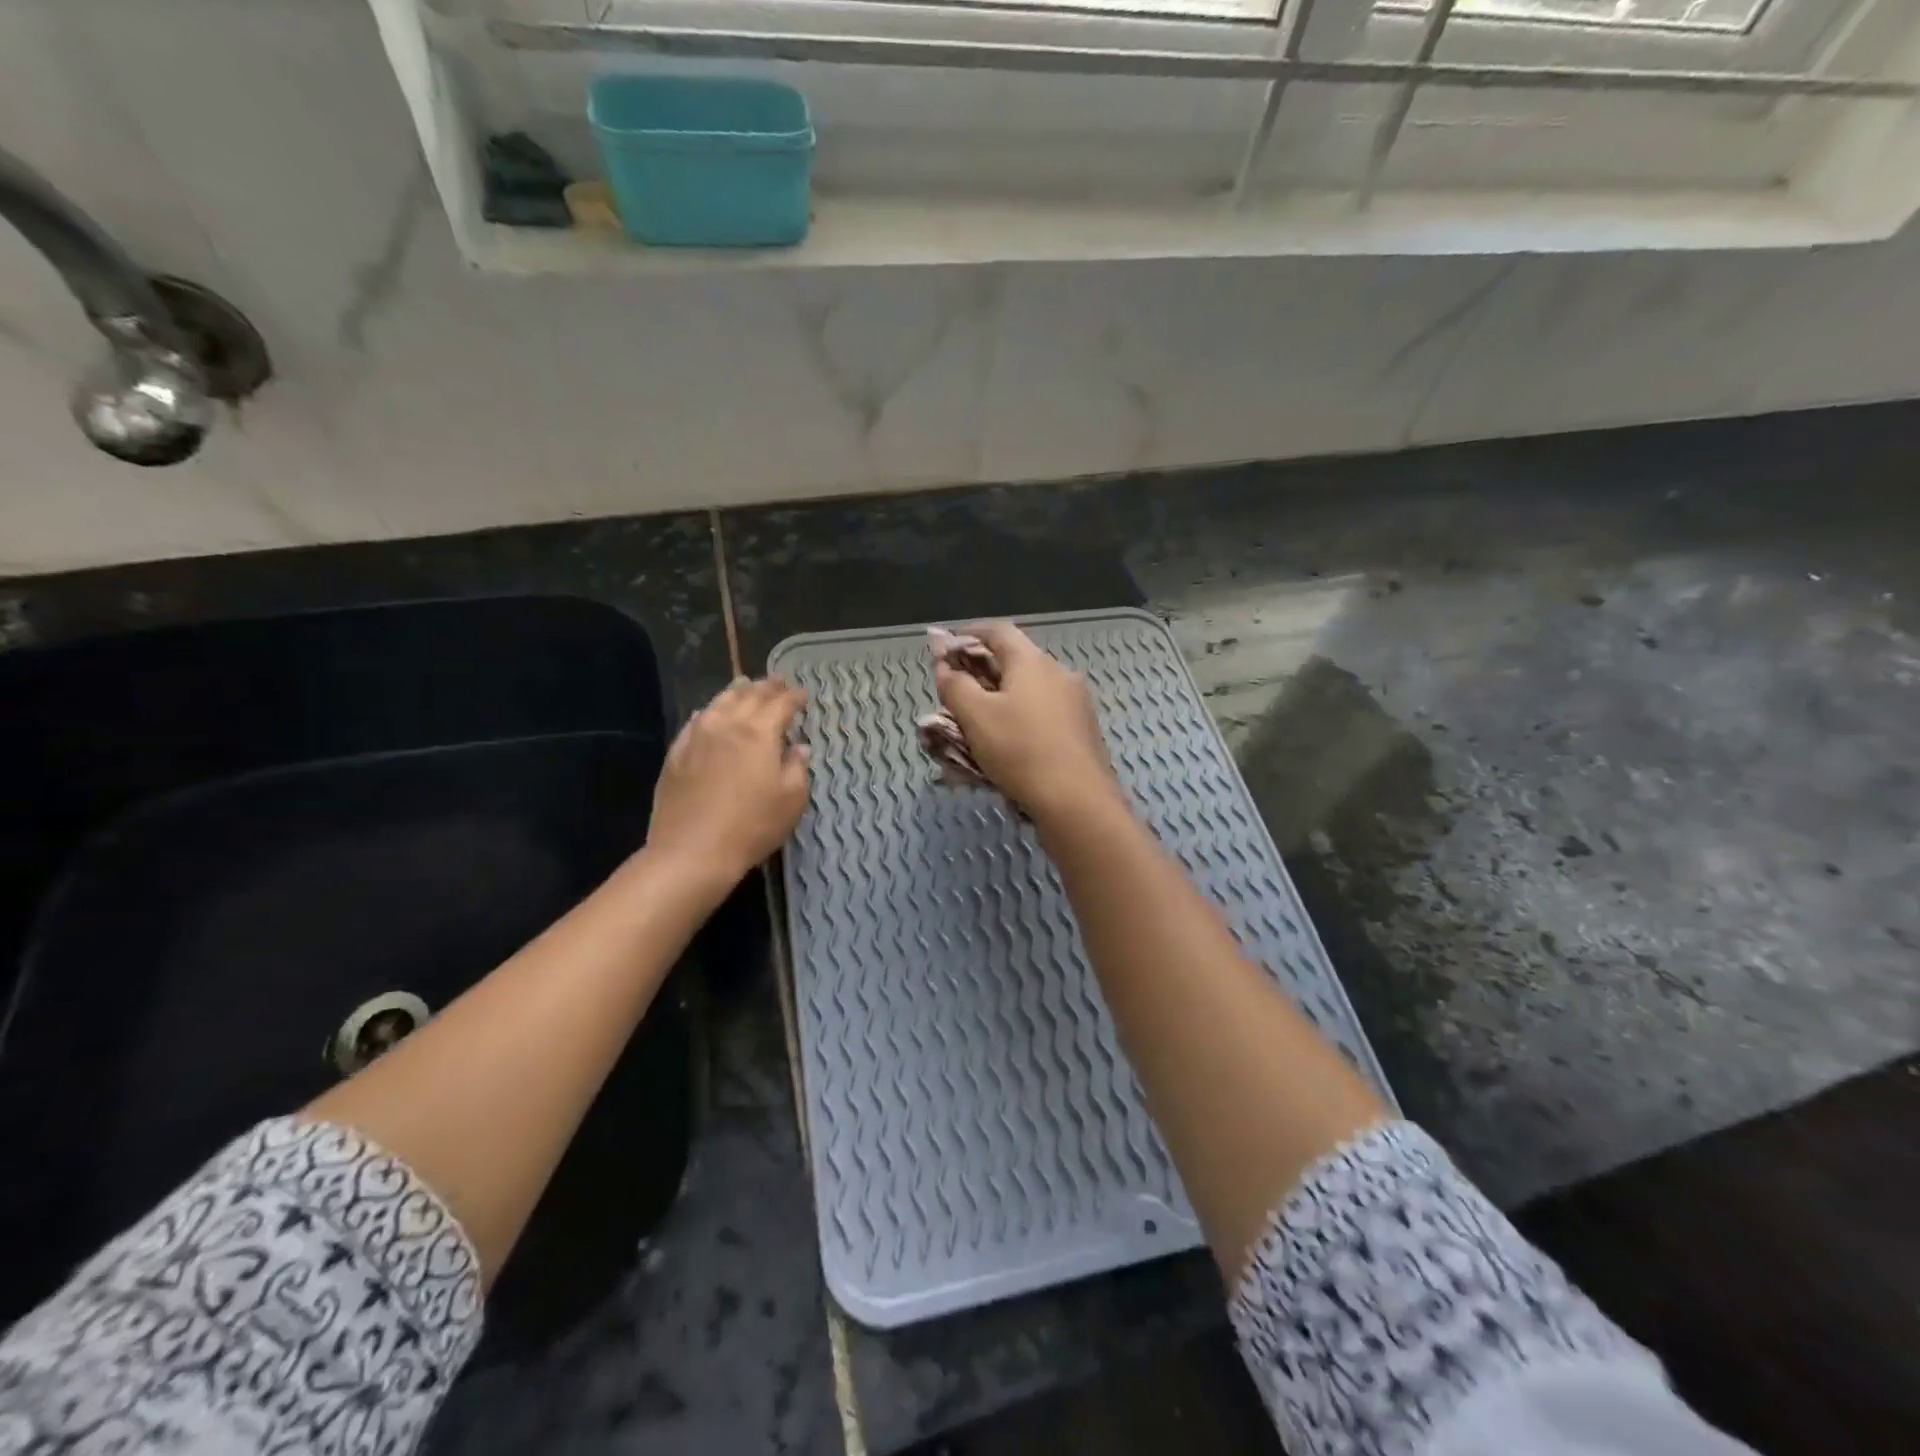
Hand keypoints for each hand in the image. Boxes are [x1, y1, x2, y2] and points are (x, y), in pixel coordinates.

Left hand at [645, 676, 809, 894]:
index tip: (803, 695)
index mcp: (759, 732)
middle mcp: (727, 724)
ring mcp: (697, 736)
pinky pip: (696, 721)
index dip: (794, 697)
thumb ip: (798, 768)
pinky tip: (711, 712)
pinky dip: (710, 711)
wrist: (692, 851)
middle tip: (779, 682)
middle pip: (750, 696)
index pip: (781, 704)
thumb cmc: (752, 826)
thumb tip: (798, 748)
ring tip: (746, 684)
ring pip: (720, 702)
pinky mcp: (676, 753)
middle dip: (767, 687)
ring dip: (737, 691)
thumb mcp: (791, 800)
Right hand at [934, 622, 1120, 822]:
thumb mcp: (975, 717)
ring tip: (979, 722)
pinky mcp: (1083, 730)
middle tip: (957, 690)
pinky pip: (1044, 714)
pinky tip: (1009, 743)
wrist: (1077, 800)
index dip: (969, 634)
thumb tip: (945, 665)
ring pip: (1030, 690)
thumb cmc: (1020, 750)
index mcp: (1032, 661)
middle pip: (1016, 661)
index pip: (998, 631)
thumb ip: (955, 685)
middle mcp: (1059, 673)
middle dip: (983, 672)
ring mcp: (1076, 702)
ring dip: (1003, 698)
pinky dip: (1022, 719)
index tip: (947, 647)